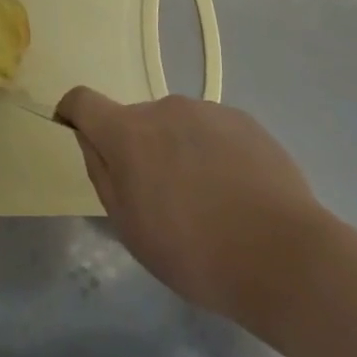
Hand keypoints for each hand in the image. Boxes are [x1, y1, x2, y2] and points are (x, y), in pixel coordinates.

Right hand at [55, 88, 331, 326]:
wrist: (283, 256)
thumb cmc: (193, 251)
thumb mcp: (129, 226)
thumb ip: (101, 173)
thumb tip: (91, 140)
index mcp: (128, 132)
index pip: (83, 100)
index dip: (72, 112)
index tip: (75, 132)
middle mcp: (164, 108)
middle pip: (135, 120)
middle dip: (136, 149)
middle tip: (159, 198)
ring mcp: (208, 111)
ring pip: (176, 126)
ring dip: (176, 150)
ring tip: (205, 200)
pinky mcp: (245, 121)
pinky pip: (212, 131)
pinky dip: (211, 153)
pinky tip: (235, 193)